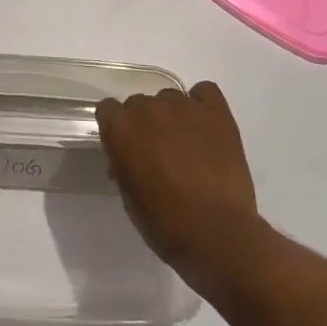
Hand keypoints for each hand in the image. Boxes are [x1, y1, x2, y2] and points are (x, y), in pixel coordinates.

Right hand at [96, 81, 271, 296]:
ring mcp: (184, 106)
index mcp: (121, 129)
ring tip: (188, 144)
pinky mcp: (216, 111)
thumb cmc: (166, 224)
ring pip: (170, 98)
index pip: (108, 109)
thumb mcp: (130, 197)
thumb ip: (123, 164)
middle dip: (145, 123)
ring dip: (172, 116)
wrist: (218, 234)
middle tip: (159, 152)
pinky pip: (204, 91)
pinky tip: (205, 126)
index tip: (126, 146)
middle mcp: (149, 109)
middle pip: (139, 103)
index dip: (117, 128)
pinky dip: (202, 105)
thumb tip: (128, 155)